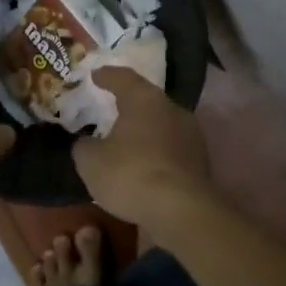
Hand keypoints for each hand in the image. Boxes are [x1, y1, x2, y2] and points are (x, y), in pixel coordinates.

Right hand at [71, 67, 212, 225]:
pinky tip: (143, 164)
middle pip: (147, 100)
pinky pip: (171, 148)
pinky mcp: (200, 161)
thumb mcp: (90, 161)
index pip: (123, 78)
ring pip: (162, 124)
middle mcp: (172, 109)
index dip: (107, 76)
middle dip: (129, 104)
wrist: (180, 210)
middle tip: (110, 108)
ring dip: (145, 130)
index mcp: (145, 99)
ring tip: (126, 140)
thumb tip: (87, 143)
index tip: (95, 75)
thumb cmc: (130, 174)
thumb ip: (85, 146)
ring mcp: (191, 135)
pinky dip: (156, 152)